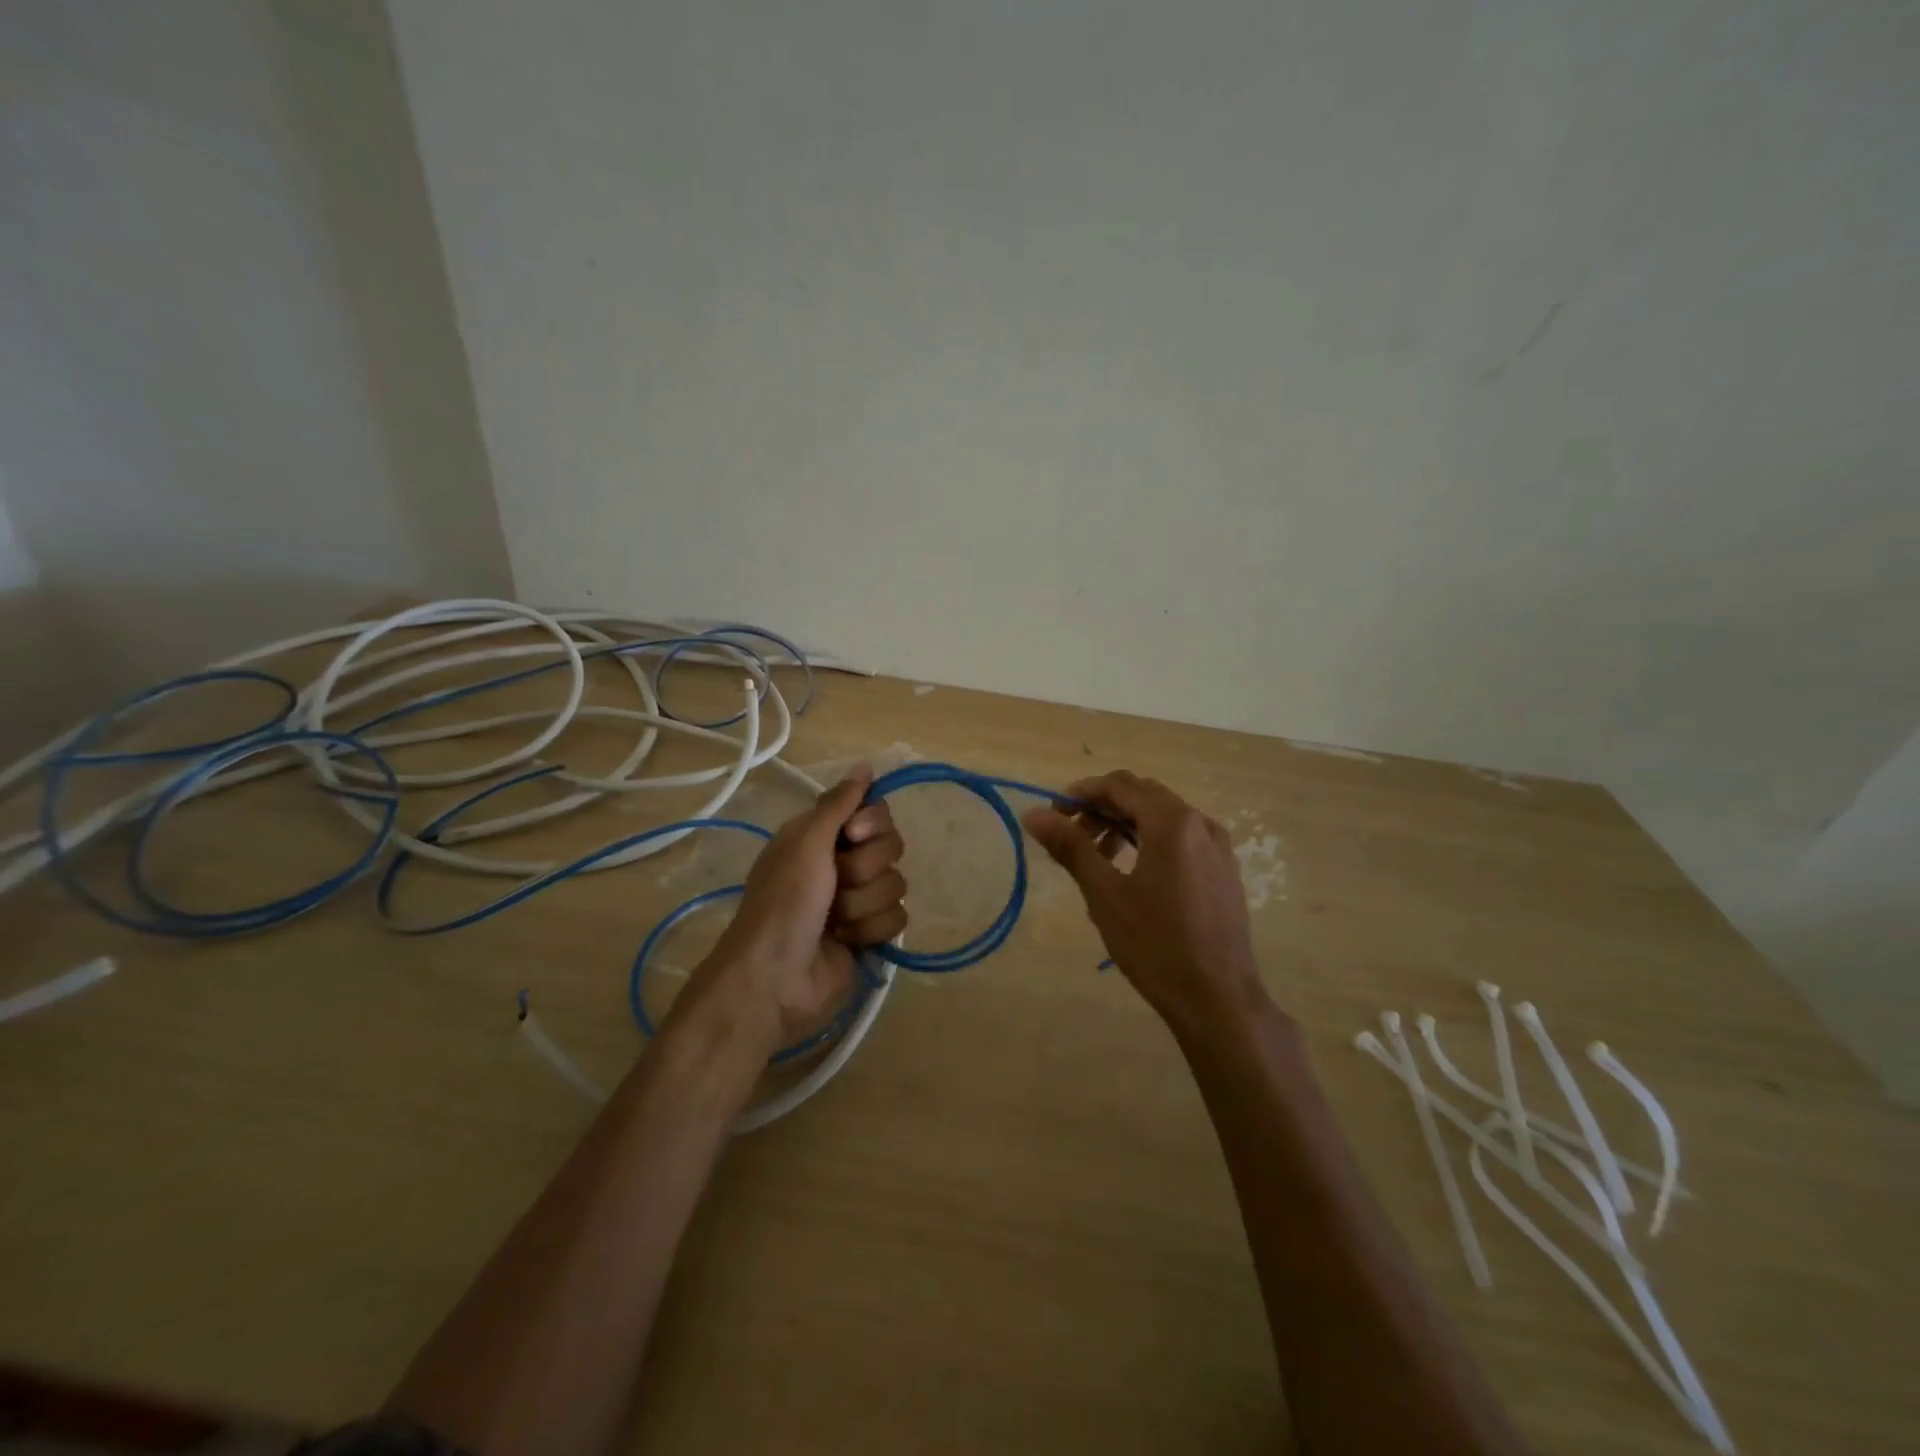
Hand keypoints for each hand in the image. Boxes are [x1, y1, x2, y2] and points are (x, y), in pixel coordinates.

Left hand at [675, 766, 906, 1058]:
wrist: (775, 979)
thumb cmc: (784, 903)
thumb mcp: (805, 844)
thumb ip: (838, 804)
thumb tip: (865, 766)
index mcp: (822, 836)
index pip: (874, 811)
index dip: (872, 823)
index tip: (853, 836)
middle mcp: (841, 862)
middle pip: (890, 846)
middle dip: (865, 869)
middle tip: (836, 882)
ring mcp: (857, 900)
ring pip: (895, 884)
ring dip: (863, 904)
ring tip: (835, 921)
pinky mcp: (870, 933)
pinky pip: (897, 918)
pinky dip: (870, 930)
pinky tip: (848, 941)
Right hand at [1023, 770, 1267, 1041]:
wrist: (1217, 999)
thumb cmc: (1155, 944)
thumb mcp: (1105, 894)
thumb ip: (1071, 847)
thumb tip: (1033, 815)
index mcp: (1172, 821)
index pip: (1119, 786)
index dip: (1082, 792)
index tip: (1052, 812)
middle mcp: (1200, 823)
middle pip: (1142, 796)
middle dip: (1102, 807)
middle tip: (1070, 833)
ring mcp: (1217, 847)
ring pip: (1162, 817)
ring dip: (1125, 824)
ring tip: (1096, 856)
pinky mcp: (1223, 870)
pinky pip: (1181, 838)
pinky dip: (1150, 840)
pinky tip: (1131, 871)